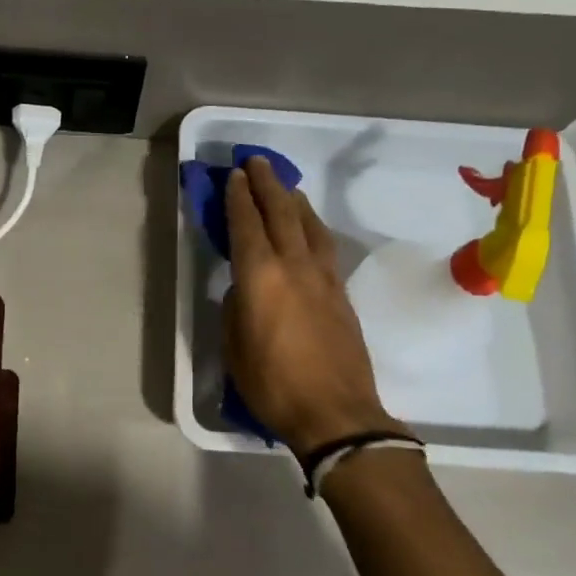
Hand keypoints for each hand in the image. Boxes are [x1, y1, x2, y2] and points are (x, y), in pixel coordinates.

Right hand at [223, 157, 405, 456]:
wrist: (336, 414)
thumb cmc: (273, 385)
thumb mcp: (234, 349)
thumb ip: (235, 310)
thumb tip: (243, 291)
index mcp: (260, 278)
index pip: (247, 225)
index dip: (238, 198)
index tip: (234, 175)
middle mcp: (294, 267)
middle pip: (281, 213)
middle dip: (267, 184)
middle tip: (256, 162)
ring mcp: (323, 278)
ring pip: (309, 226)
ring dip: (294, 201)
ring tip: (286, 187)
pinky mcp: (341, 294)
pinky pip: (324, 246)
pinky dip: (312, 226)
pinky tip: (308, 226)